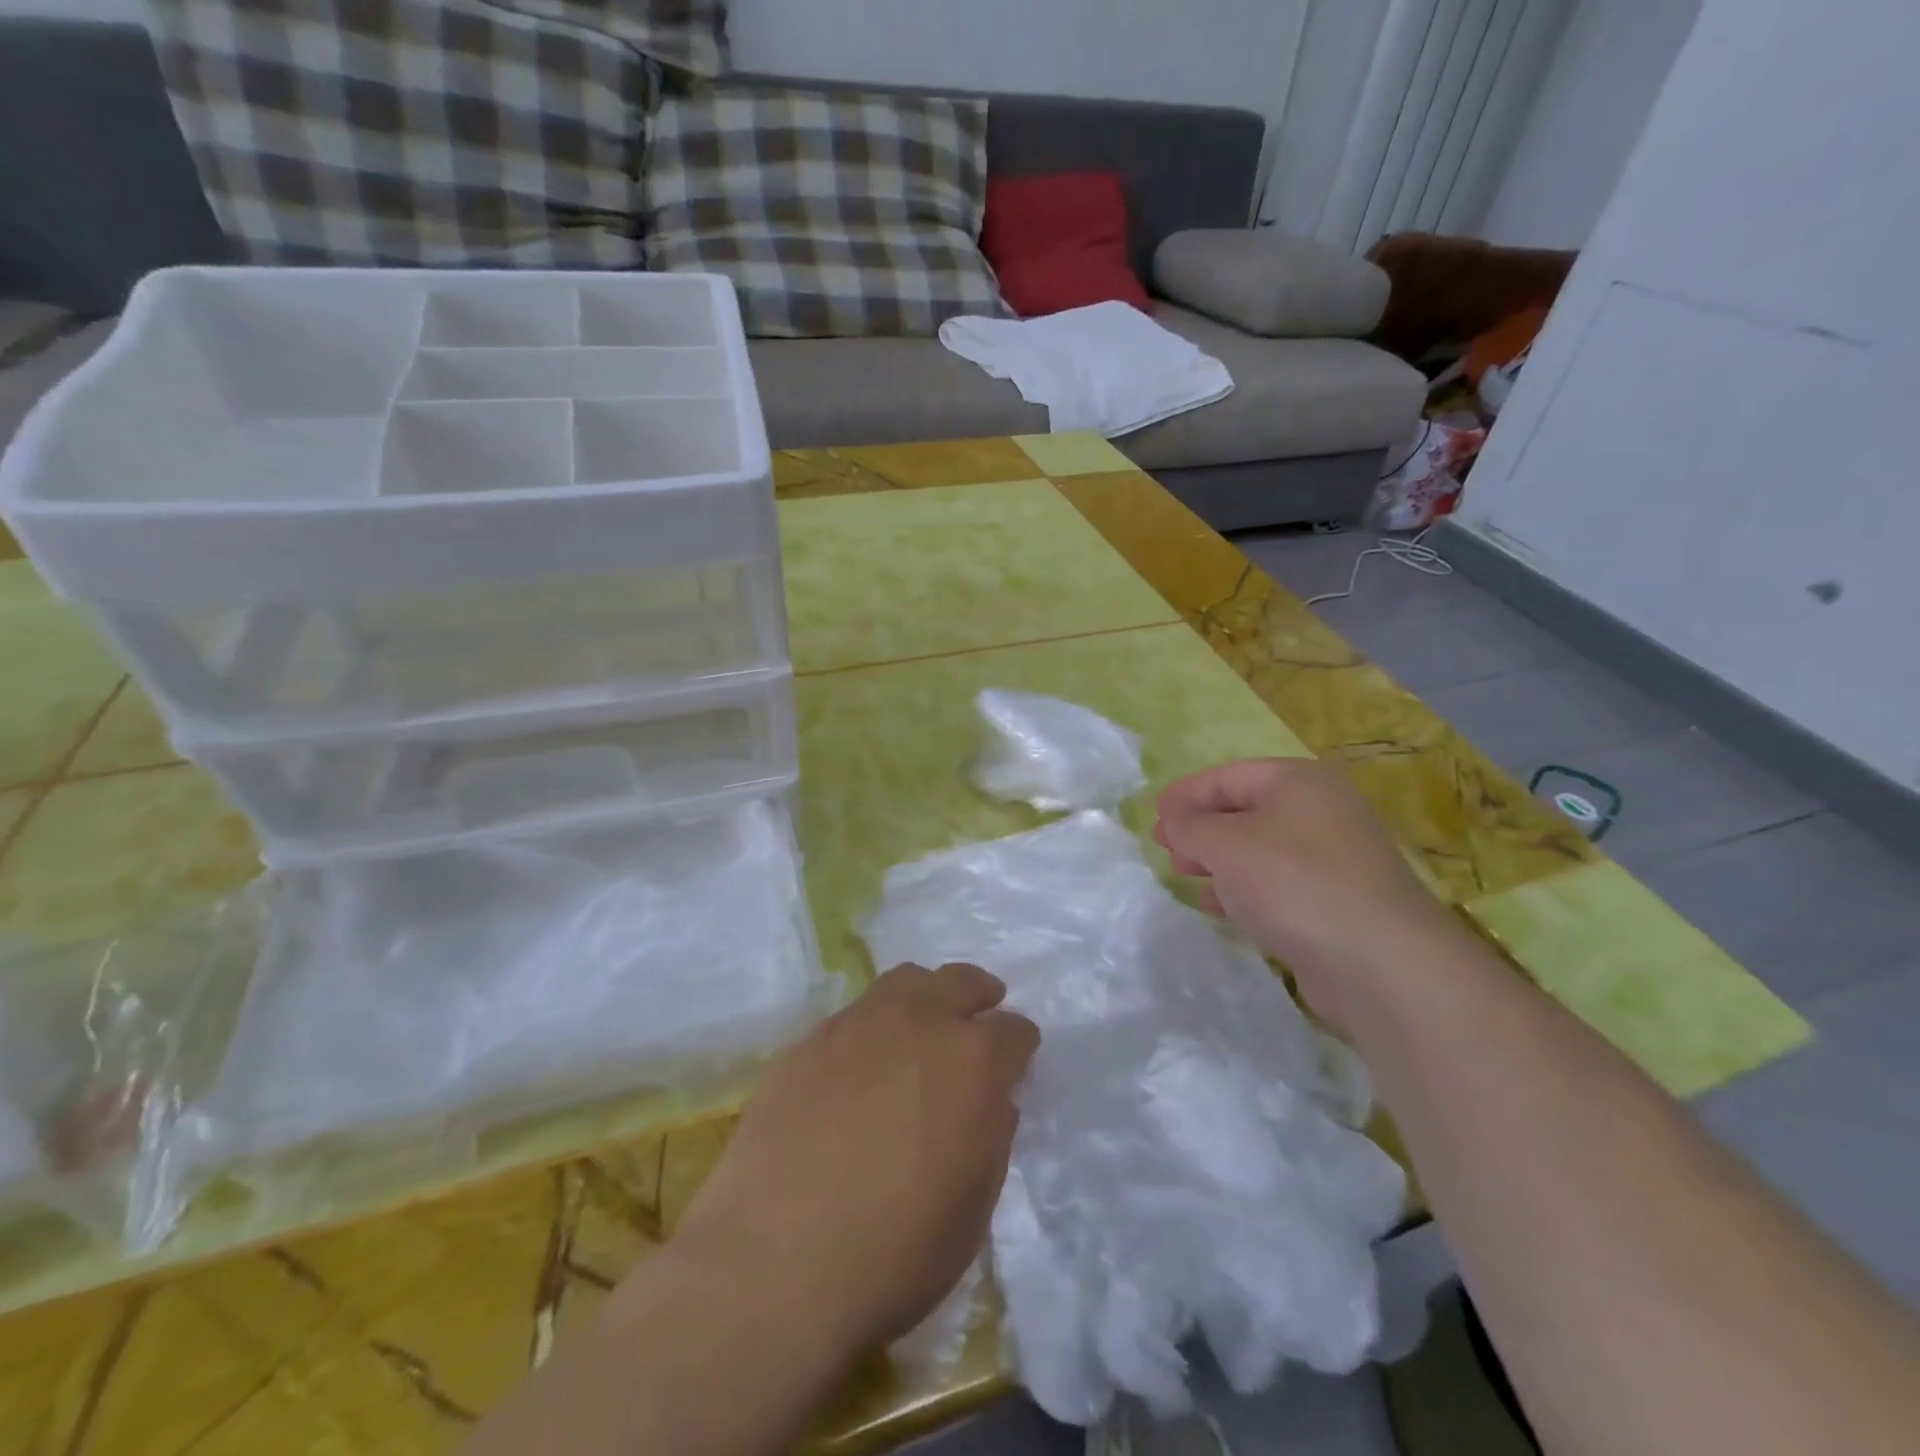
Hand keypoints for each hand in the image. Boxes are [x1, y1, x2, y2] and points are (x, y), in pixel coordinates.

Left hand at [669, 962, 1039, 1360]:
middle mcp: (920, 1023)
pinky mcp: (810, 1040)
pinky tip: (860, 1067)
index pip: (1014, 1031)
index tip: (1015, 1062)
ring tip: (921, 1025)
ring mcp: (859, 1024)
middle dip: (978, 995)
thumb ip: (990, 1137)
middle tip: (979, 1013)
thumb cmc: (897, 1252)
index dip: (1019, 1048)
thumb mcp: (973, 1207)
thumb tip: (990, 1102)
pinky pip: (855, 1015)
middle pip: (960, 982)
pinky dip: (873, 1027)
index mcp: (974, 1061)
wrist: (777, 1262)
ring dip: (925, 996)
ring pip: (905, 981)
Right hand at [1153, 758, 1462, 1031]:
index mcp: (1299, 782)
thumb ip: (1190, 827)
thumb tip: (1175, 822)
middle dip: (1201, 828)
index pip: (1230, 775)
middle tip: (1165, 847)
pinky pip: (1277, 884)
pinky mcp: (1336, 902)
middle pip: (1246, 810)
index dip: (1187, 793)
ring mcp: (1333, 859)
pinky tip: (1218, 905)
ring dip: (1218, 860)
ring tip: (1184, 875)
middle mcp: (1322, 811)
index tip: (1154, 815)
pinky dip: (1243, 888)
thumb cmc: (1292, 881)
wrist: (1378, 961)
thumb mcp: (1224, 844)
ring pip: (1260, 849)